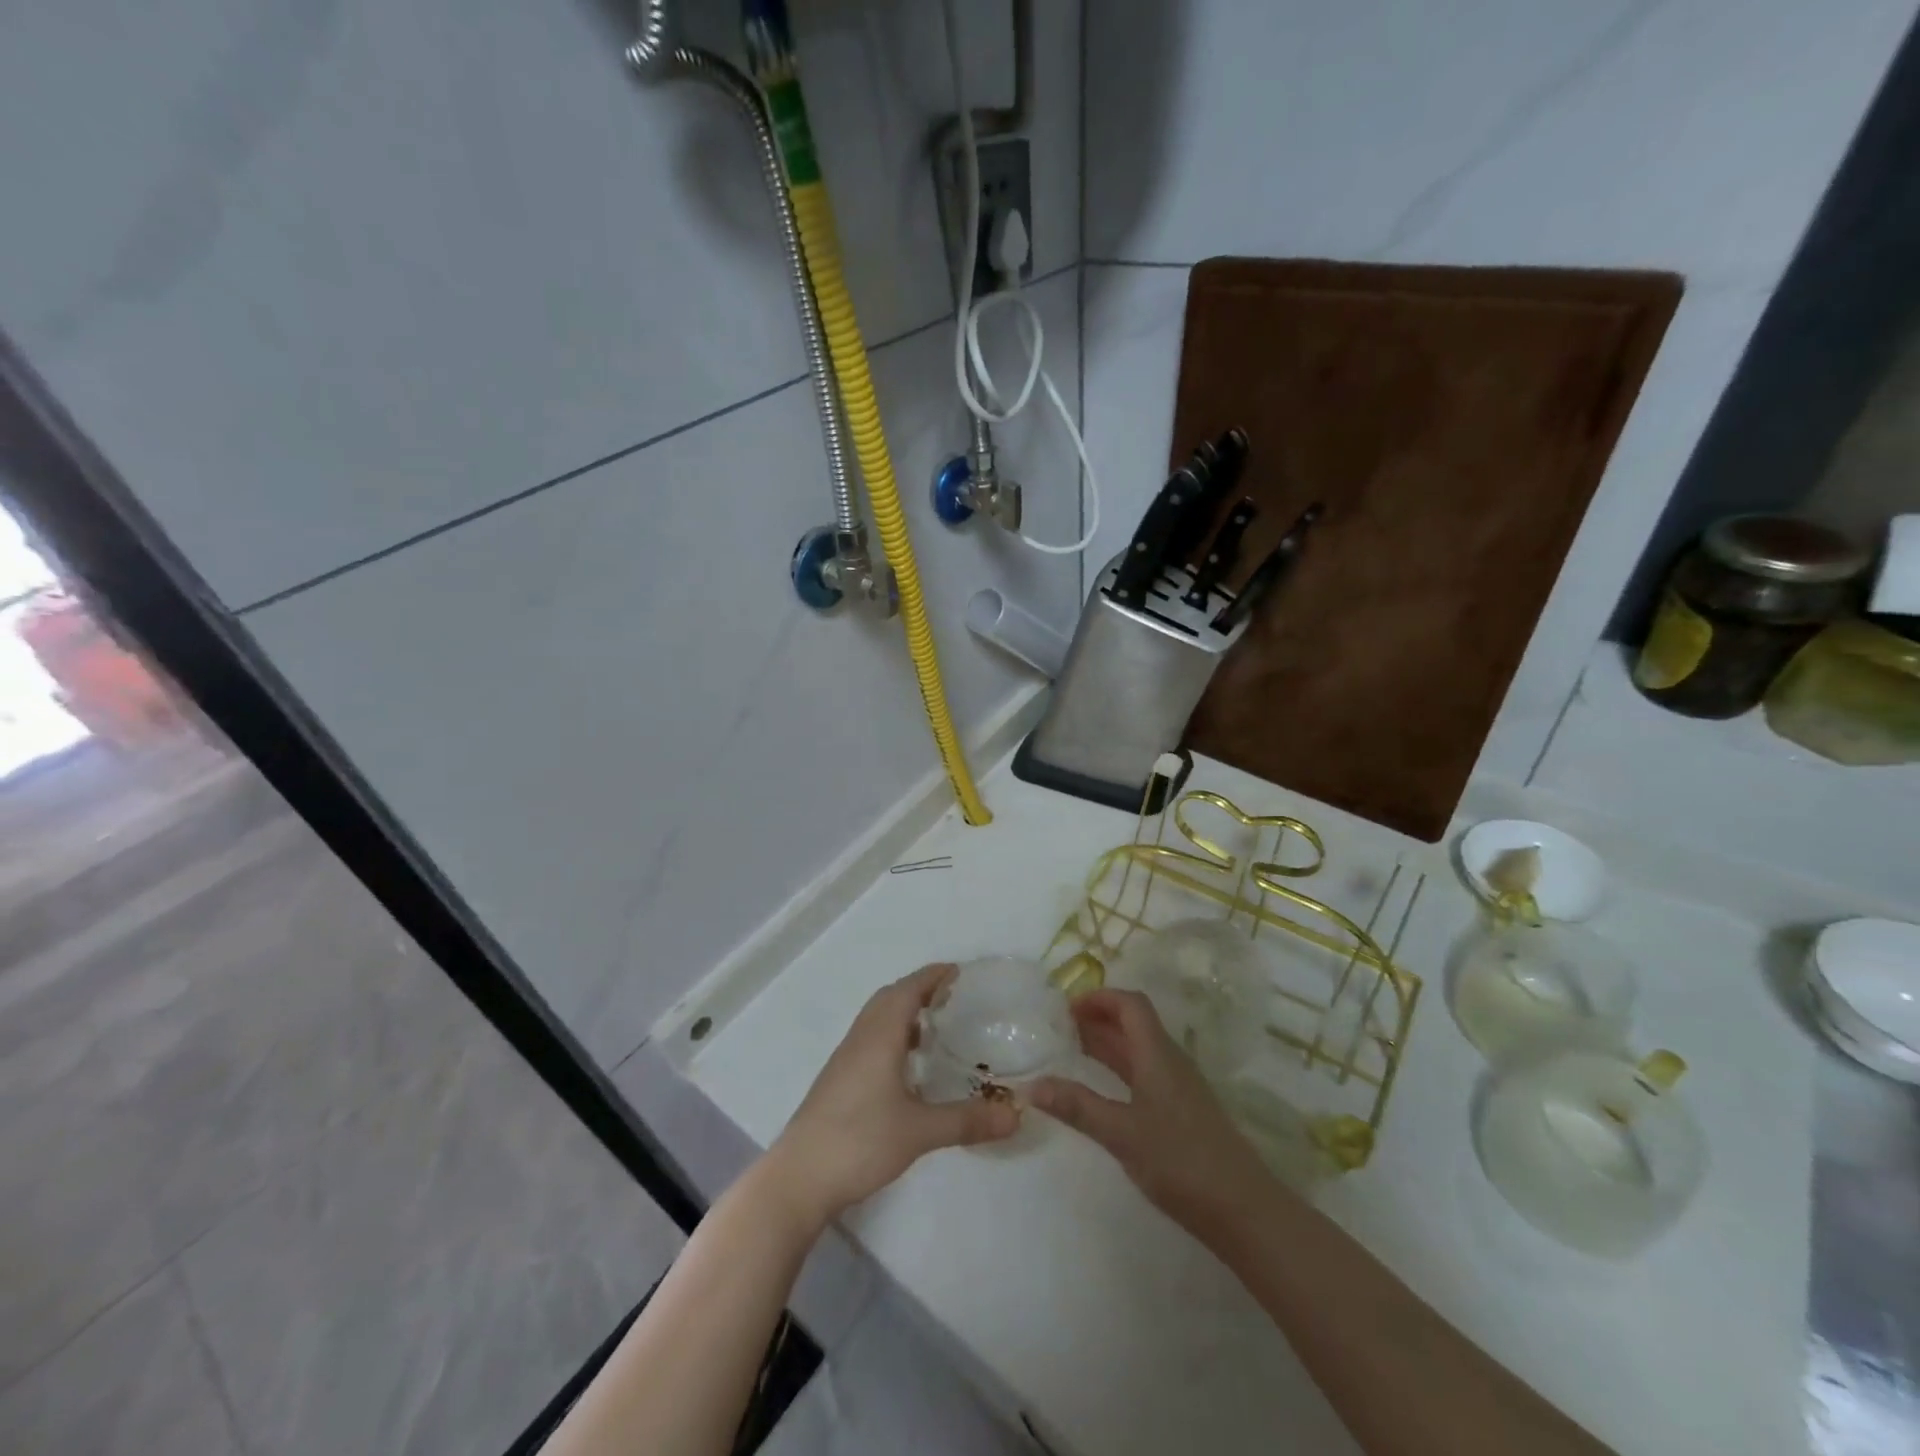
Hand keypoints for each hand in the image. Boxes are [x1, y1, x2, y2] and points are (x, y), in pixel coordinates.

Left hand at [767, 964, 1019, 1228]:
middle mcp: (861, 1037)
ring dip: (904, 1013)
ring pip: (877, 1019)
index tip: (959, 972)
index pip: (908, 989)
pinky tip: (908, 1067)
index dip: (933, 976)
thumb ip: (967, 1120)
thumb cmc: (860, 1141)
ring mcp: (846, 1059)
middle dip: (920, 990)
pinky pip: (870, 1040)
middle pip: (890, 998)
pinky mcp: (839, 1079)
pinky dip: (892, 1036)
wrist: (799, 1177)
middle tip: (953, 999)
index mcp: (880, 1035)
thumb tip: (1016, 1114)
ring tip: (935, 1029)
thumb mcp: (919, 1131)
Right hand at [1030, 989, 1270, 1240]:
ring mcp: (1179, 1087)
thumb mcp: (1122, 1133)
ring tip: (1071, 1052)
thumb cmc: (1181, 1161)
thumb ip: (1078, 1106)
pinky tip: (1102, 1091)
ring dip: (1107, 1044)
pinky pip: (1145, 1074)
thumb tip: (1031, 1084)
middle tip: (1058, 1027)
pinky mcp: (1183, 1112)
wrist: (1244, 1210)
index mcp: (1157, 1054)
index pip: (1130, 1004)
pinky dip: (1119, 1070)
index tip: (1065, 1007)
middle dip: (1097, 1018)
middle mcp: (1169, 1061)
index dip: (1099, 997)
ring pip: (1138, 1050)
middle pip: (1133, 1024)